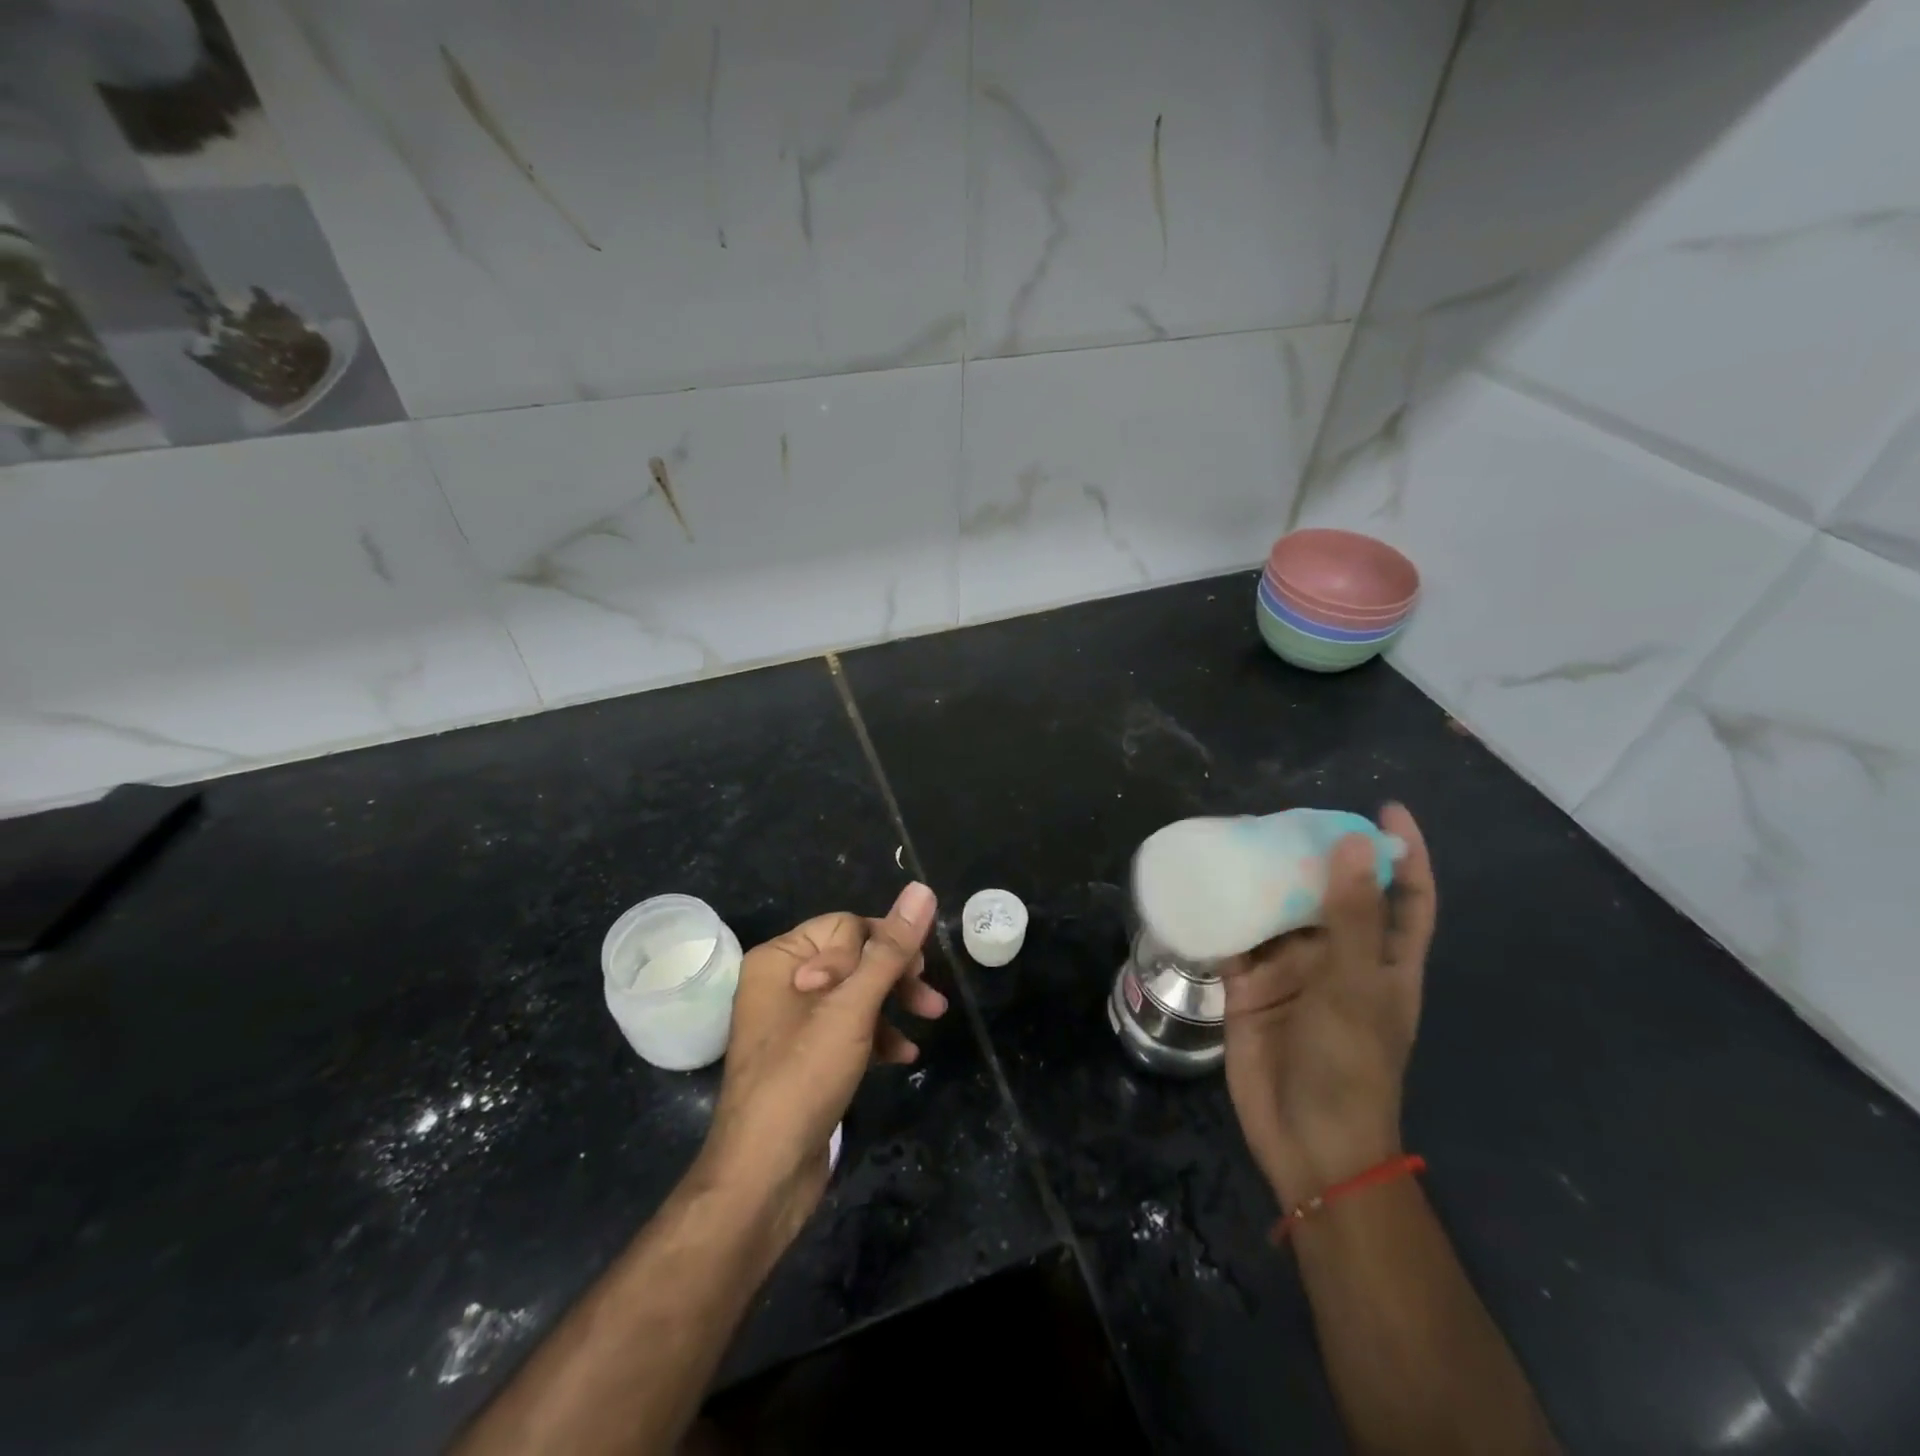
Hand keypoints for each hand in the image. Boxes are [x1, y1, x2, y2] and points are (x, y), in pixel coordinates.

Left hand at [697, 883, 945, 1246]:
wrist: (763, 1175)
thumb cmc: (803, 1076)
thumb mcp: (852, 1007)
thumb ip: (889, 949)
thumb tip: (921, 889)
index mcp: (780, 958)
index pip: (847, 926)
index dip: (883, 947)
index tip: (915, 974)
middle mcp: (782, 981)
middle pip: (853, 958)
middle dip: (895, 976)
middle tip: (931, 1000)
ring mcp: (792, 1021)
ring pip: (855, 994)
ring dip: (893, 1005)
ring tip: (929, 1022)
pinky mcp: (805, 1056)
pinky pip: (847, 1028)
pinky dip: (876, 1035)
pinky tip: (904, 1055)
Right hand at [1221, 804, 1435, 1207]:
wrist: (1306, 1143)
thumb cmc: (1351, 1067)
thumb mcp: (1357, 987)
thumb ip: (1352, 916)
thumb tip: (1352, 841)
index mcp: (1385, 960)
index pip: (1406, 895)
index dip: (1402, 853)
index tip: (1385, 809)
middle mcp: (1340, 958)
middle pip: (1331, 893)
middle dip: (1314, 855)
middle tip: (1283, 817)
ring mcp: (1292, 972)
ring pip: (1278, 911)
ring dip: (1262, 880)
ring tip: (1237, 839)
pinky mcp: (1249, 986)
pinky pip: (1235, 939)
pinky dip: (1221, 915)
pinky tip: (1202, 886)